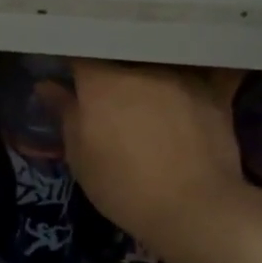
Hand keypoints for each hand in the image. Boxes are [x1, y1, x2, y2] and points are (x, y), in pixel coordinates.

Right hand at [38, 59, 247, 253]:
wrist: (194, 209)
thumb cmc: (125, 187)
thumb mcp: (81, 158)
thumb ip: (65, 115)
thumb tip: (46, 84)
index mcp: (102, 82)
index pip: (80, 54)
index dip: (73, 61)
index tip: (69, 73)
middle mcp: (142, 68)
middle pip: (122, 55)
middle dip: (113, 65)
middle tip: (110, 87)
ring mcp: (182, 77)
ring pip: (159, 61)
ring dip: (151, 70)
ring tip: (150, 88)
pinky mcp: (215, 93)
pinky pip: (210, 70)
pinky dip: (204, 69)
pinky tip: (204, 72)